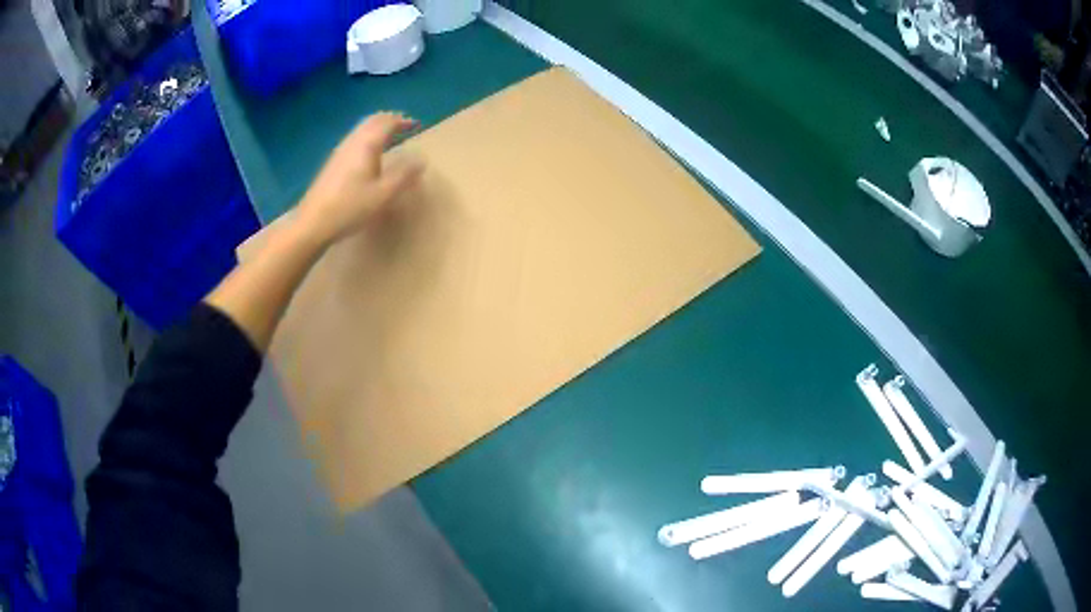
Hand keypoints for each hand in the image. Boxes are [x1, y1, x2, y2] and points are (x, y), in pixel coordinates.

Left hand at [296, 112, 424, 245]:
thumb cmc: (350, 207)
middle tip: (403, 125)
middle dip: (389, 119)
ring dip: (377, 128)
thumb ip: (404, 175)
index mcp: (367, 144)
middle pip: (372, 121)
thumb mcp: (383, 194)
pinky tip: (368, 154)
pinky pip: (354, 140)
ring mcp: (340, 151)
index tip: (417, 124)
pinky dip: (367, 138)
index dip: (403, 121)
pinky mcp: (332, 163)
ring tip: (389, 136)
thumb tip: (421, 159)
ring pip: (361, 129)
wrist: (313, 223)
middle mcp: (353, 142)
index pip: (387, 122)